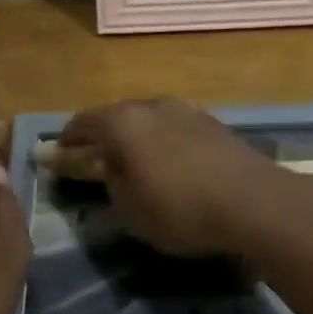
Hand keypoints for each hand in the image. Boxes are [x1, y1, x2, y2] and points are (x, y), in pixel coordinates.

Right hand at [58, 97, 291, 255]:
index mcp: (122, 121)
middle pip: (116, 116)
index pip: (83, 123)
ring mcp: (185, 109)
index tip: (59, 155)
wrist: (253, 200)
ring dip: (137, 138)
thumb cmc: (179, 207)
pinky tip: (171, 165)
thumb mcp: (129, 209)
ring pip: (148, 120)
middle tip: (96, 161)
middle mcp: (150, 105)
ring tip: (136, 164)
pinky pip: (174, 128)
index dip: (68, 141)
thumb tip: (107, 170)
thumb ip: (110, 184)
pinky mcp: (212, 122)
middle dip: (103, 137)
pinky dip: (164, 142)